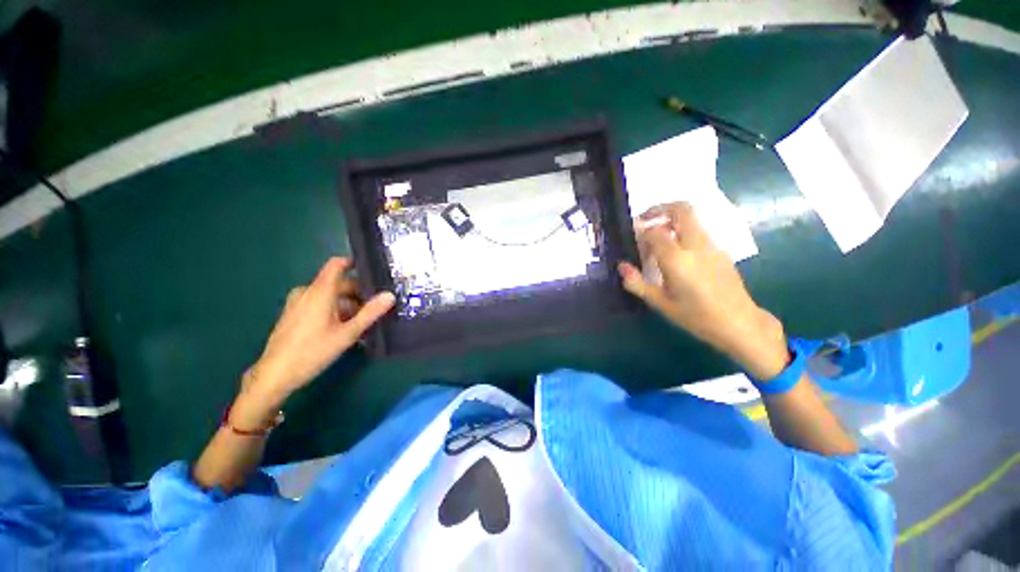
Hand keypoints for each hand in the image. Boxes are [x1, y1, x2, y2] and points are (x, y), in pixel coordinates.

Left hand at [242, 257, 394, 405]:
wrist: (274, 375)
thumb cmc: (313, 351)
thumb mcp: (347, 333)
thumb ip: (370, 313)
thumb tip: (390, 295)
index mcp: (319, 291)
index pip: (336, 264)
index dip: (354, 263)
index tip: (373, 271)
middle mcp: (307, 292)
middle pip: (337, 283)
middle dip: (358, 292)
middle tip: (375, 306)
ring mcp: (298, 303)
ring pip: (329, 295)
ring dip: (348, 303)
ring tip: (363, 320)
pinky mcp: (294, 314)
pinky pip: (319, 303)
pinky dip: (335, 309)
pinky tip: (344, 327)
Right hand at [617, 203, 788, 378]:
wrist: (740, 324)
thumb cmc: (696, 316)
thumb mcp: (661, 303)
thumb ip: (637, 283)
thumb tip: (622, 266)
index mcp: (677, 259)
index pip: (655, 232)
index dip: (641, 232)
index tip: (632, 238)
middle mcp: (696, 245)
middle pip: (681, 210)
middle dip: (660, 209)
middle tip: (644, 220)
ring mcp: (712, 246)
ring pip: (691, 219)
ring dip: (671, 221)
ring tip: (657, 241)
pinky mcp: (720, 251)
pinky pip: (698, 232)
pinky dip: (682, 233)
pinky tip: (676, 255)